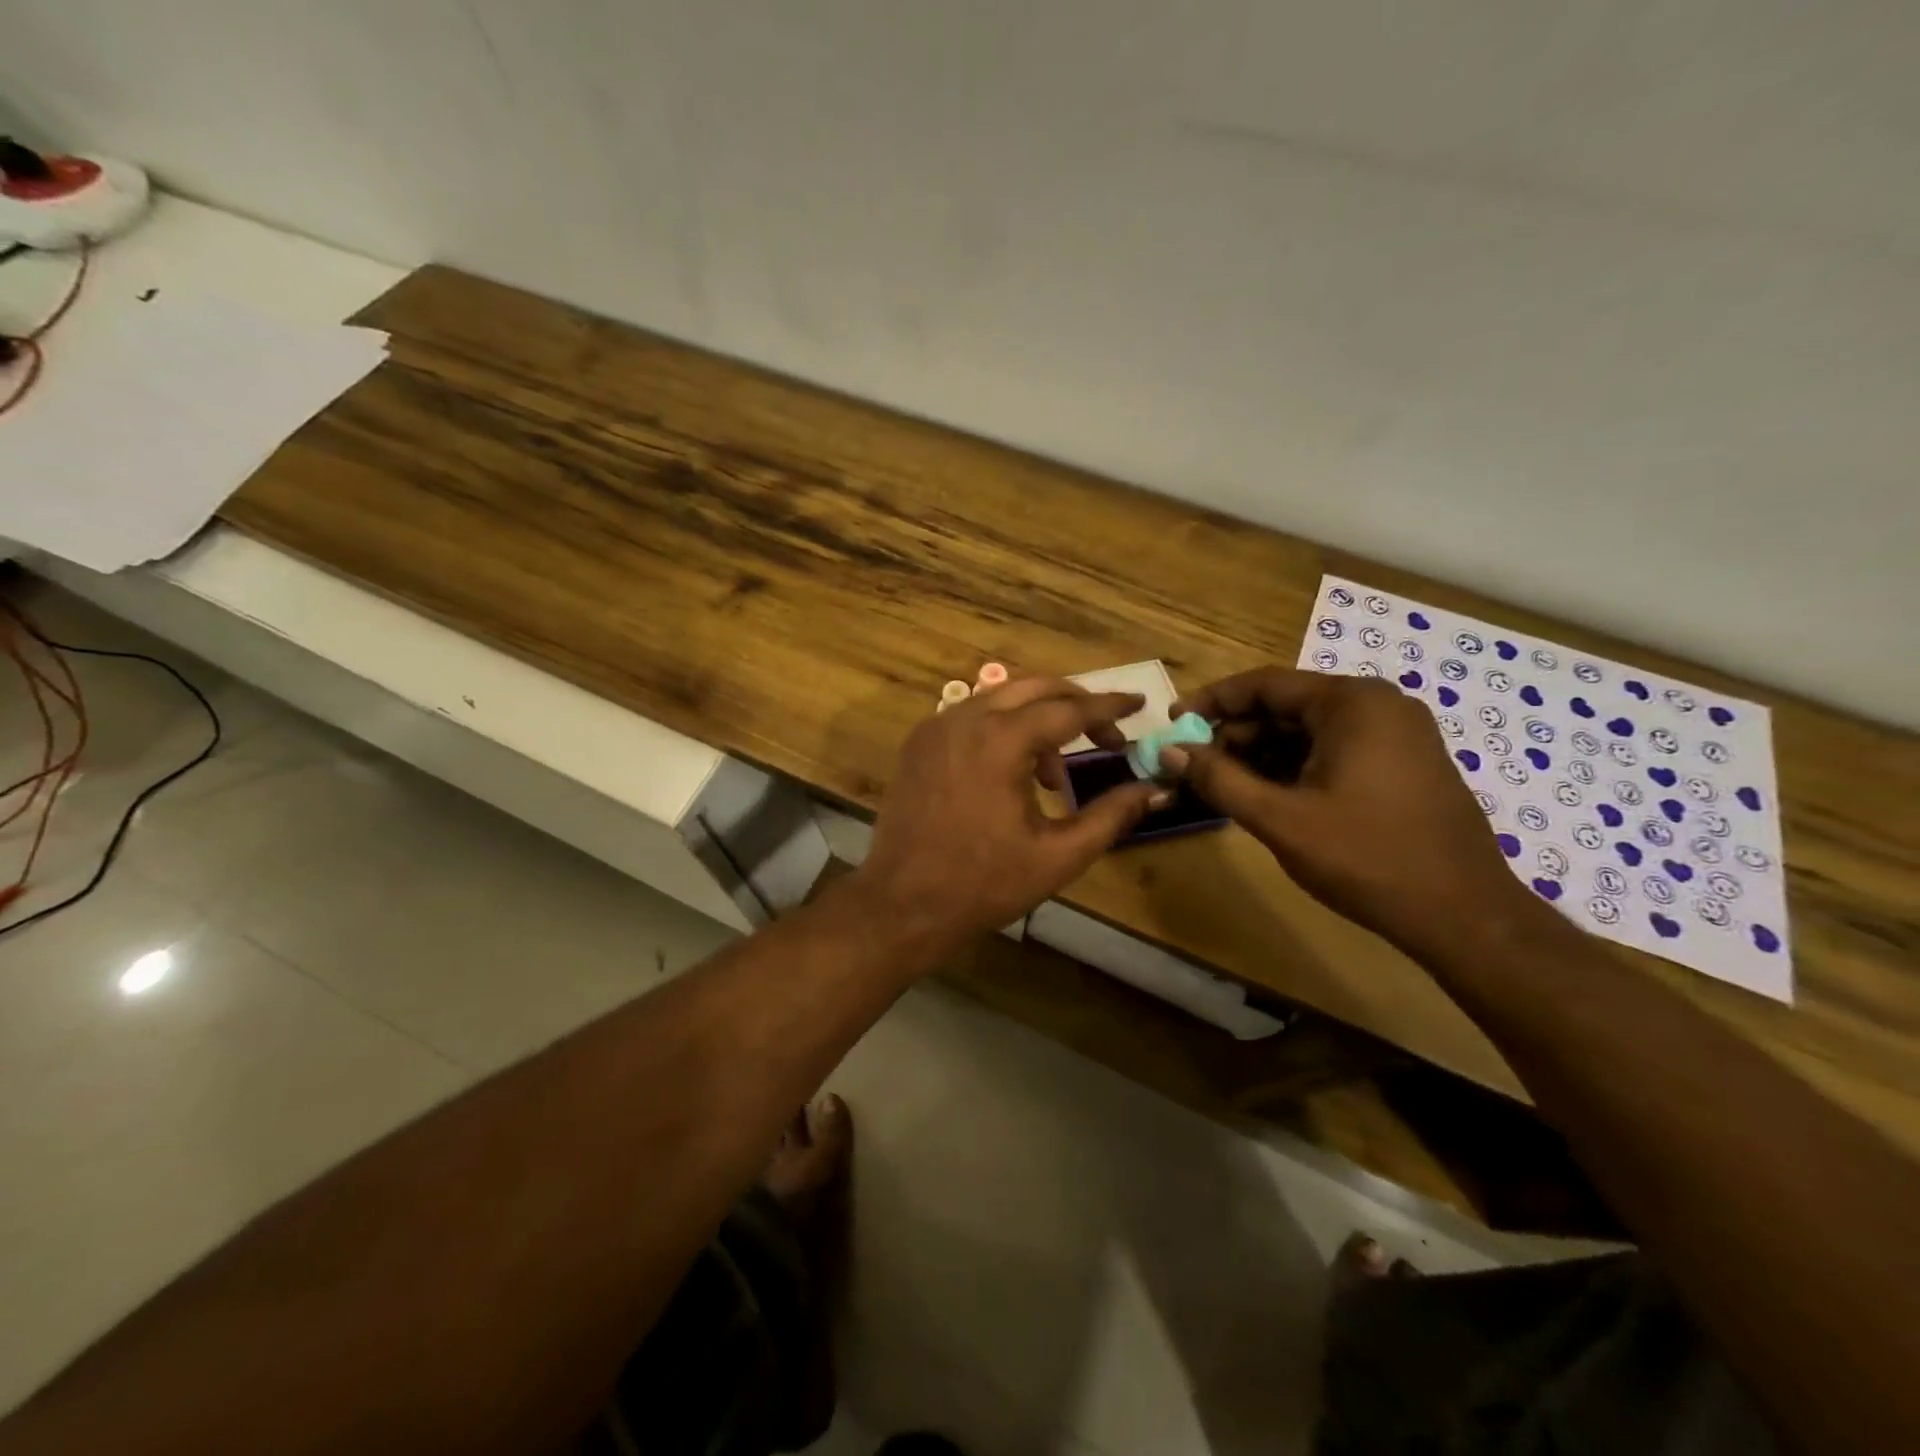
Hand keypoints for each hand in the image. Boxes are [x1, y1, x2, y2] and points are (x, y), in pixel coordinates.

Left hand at [854, 677, 1170, 949]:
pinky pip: (971, 716)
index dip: (1108, 708)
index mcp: (1000, 740)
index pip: (1068, 709)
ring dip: (1038, 719)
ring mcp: (935, 727)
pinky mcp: (919, 743)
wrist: (902, 904)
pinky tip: (1013, 772)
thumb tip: (1155, 789)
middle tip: (1106, 734)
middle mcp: (965, 718)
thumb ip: (1111, 816)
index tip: (1139, 703)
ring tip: (1055, 774)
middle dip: (1075, 703)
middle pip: (1034, 688)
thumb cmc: (983, 884)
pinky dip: (1002, 728)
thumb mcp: (1058, 855)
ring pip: (1000, 698)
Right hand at [1163, 667, 1537, 955]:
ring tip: (1224, 785)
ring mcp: (1397, 733)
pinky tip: (1267, 795)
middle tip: (1195, 765)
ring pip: (1308, 730)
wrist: (1463, 915)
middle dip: (1235, 734)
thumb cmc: (1366, 858)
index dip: (1211, 702)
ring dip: (1262, 754)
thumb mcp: (1279, 818)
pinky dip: (1294, 766)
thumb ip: (1218, 779)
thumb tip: (1169, 751)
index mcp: (1351, 703)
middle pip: (1286, 706)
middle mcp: (1377, 705)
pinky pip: (1334, 749)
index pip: (1263, 685)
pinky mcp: (1404, 762)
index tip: (1173, 724)